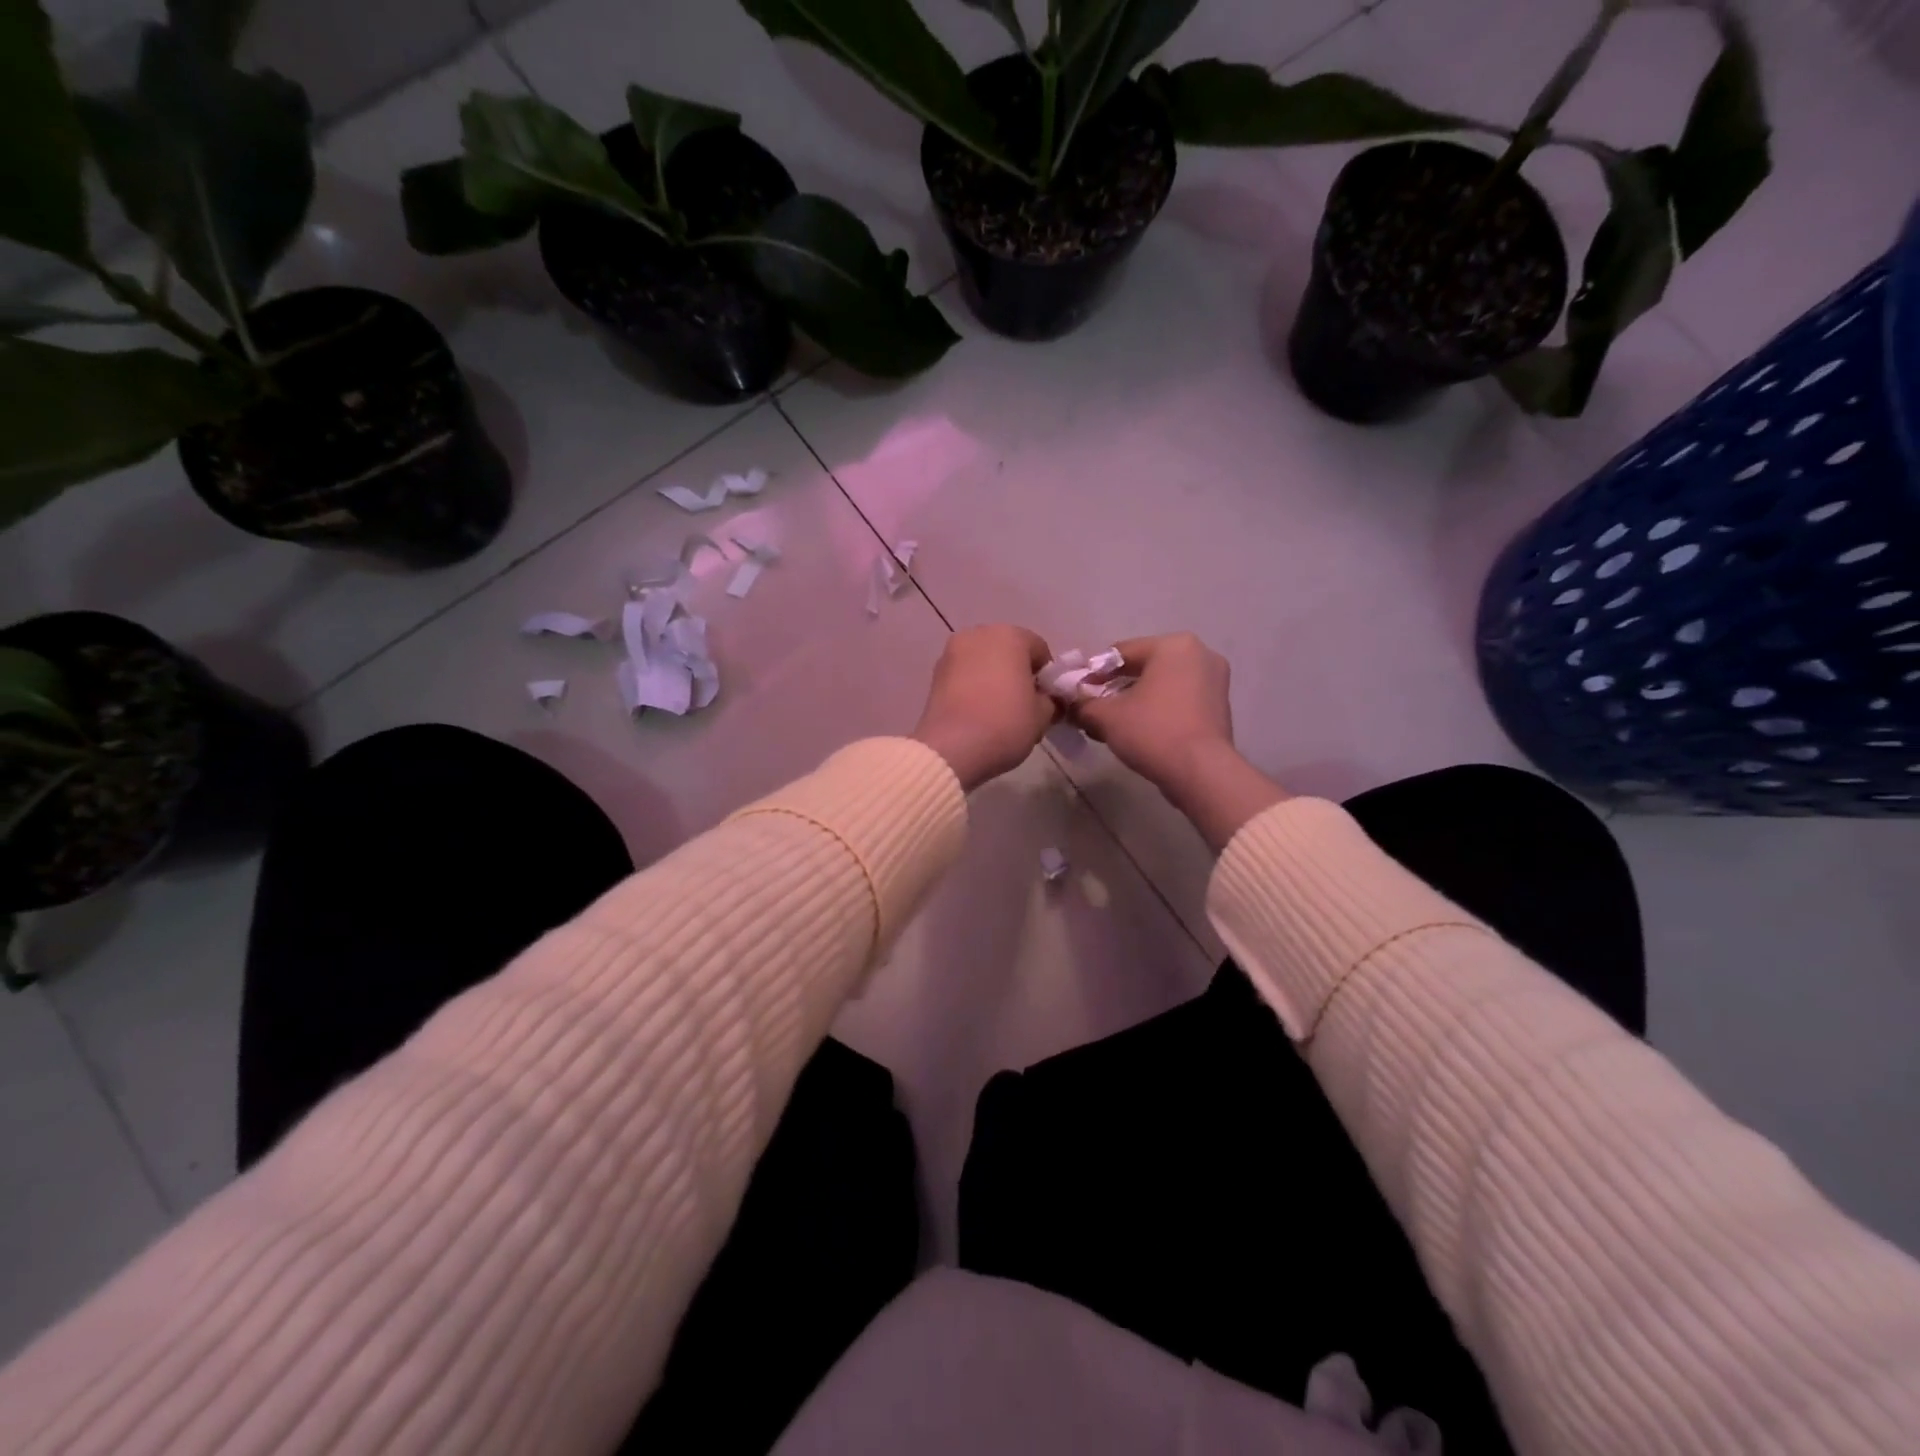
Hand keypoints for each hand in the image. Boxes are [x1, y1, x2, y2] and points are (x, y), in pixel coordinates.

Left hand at [913, 625, 1059, 791]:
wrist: (951, 748)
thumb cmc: (1005, 724)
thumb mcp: (1042, 716)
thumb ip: (1050, 701)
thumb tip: (1047, 700)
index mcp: (1010, 636)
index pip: (1039, 649)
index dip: (1046, 676)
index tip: (1045, 700)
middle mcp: (978, 634)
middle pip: (1008, 651)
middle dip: (1017, 673)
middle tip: (1023, 705)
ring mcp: (952, 652)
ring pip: (983, 662)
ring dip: (993, 679)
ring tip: (997, 711)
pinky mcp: (935, 674)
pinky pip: (964, 675)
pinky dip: (973, 687)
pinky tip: (977, 713)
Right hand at [1073, 633, 1286, 850]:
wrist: (1201, 772)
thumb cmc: (1152, 731)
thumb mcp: (1106, 716)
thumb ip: (1083, 704)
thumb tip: (1070, 704)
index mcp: (1174, 645)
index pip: (1121, 652)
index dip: (1093, 672)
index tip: (1076, 692)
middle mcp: (1200, 654)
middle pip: (1144, 667)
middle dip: (1114, 688)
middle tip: (1092, 708)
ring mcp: (1215, 681)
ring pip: (1162, 685)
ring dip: (1134, 701)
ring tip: (1111, 724)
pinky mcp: (1220, 708)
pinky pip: (1179, 701)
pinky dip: (1157, 711)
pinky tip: (1138, 732)